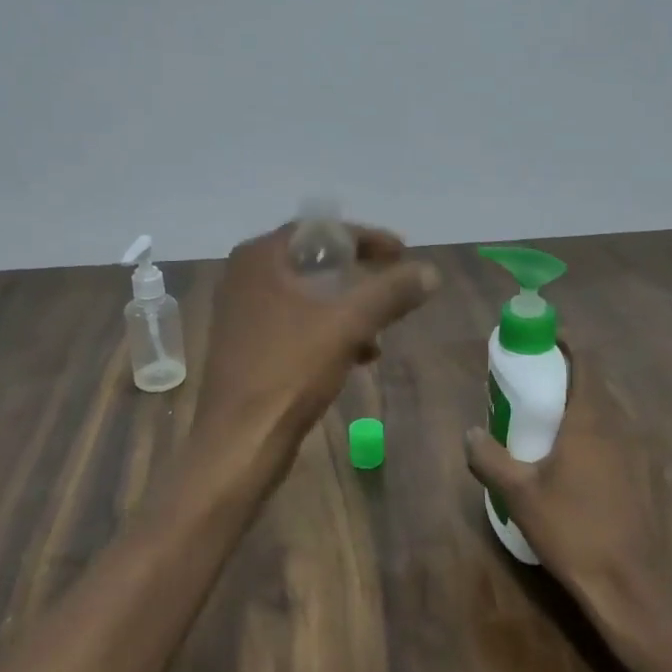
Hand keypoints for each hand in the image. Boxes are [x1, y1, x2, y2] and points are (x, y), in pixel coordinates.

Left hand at [194, 220, 438, 478]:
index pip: (321, 229)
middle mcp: (246, 276)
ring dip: (348, 307)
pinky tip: (359, 355)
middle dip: (359, 274)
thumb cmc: (289, 371)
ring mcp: (244, 312)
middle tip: (394, 282)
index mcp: (260, 258)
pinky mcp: (248, 345)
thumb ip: (391, 292)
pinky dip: (329, 330)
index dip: (367, 238)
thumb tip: (431, 271)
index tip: (403, 253)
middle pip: (316, 261)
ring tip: (382, 329)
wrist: (239, 442)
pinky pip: (298, 322)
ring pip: (309, 295)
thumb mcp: (348, 324)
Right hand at [463, 350, 669, 629]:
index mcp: (592, 418)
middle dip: (568, 379)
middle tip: (537, 389)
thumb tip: (470, 433)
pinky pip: (624, 442)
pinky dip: (602, 440)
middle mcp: (624, 425)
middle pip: (597, 386)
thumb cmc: (573, 530)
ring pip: (612, 416)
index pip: (585, 360)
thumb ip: (490, 457)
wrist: (634, 587)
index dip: (565, 344)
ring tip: (556, 430)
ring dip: (585, 412)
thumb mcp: (519, 494)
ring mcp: (644, 453)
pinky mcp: (653, 479)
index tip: (542, 341)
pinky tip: (585, 470)